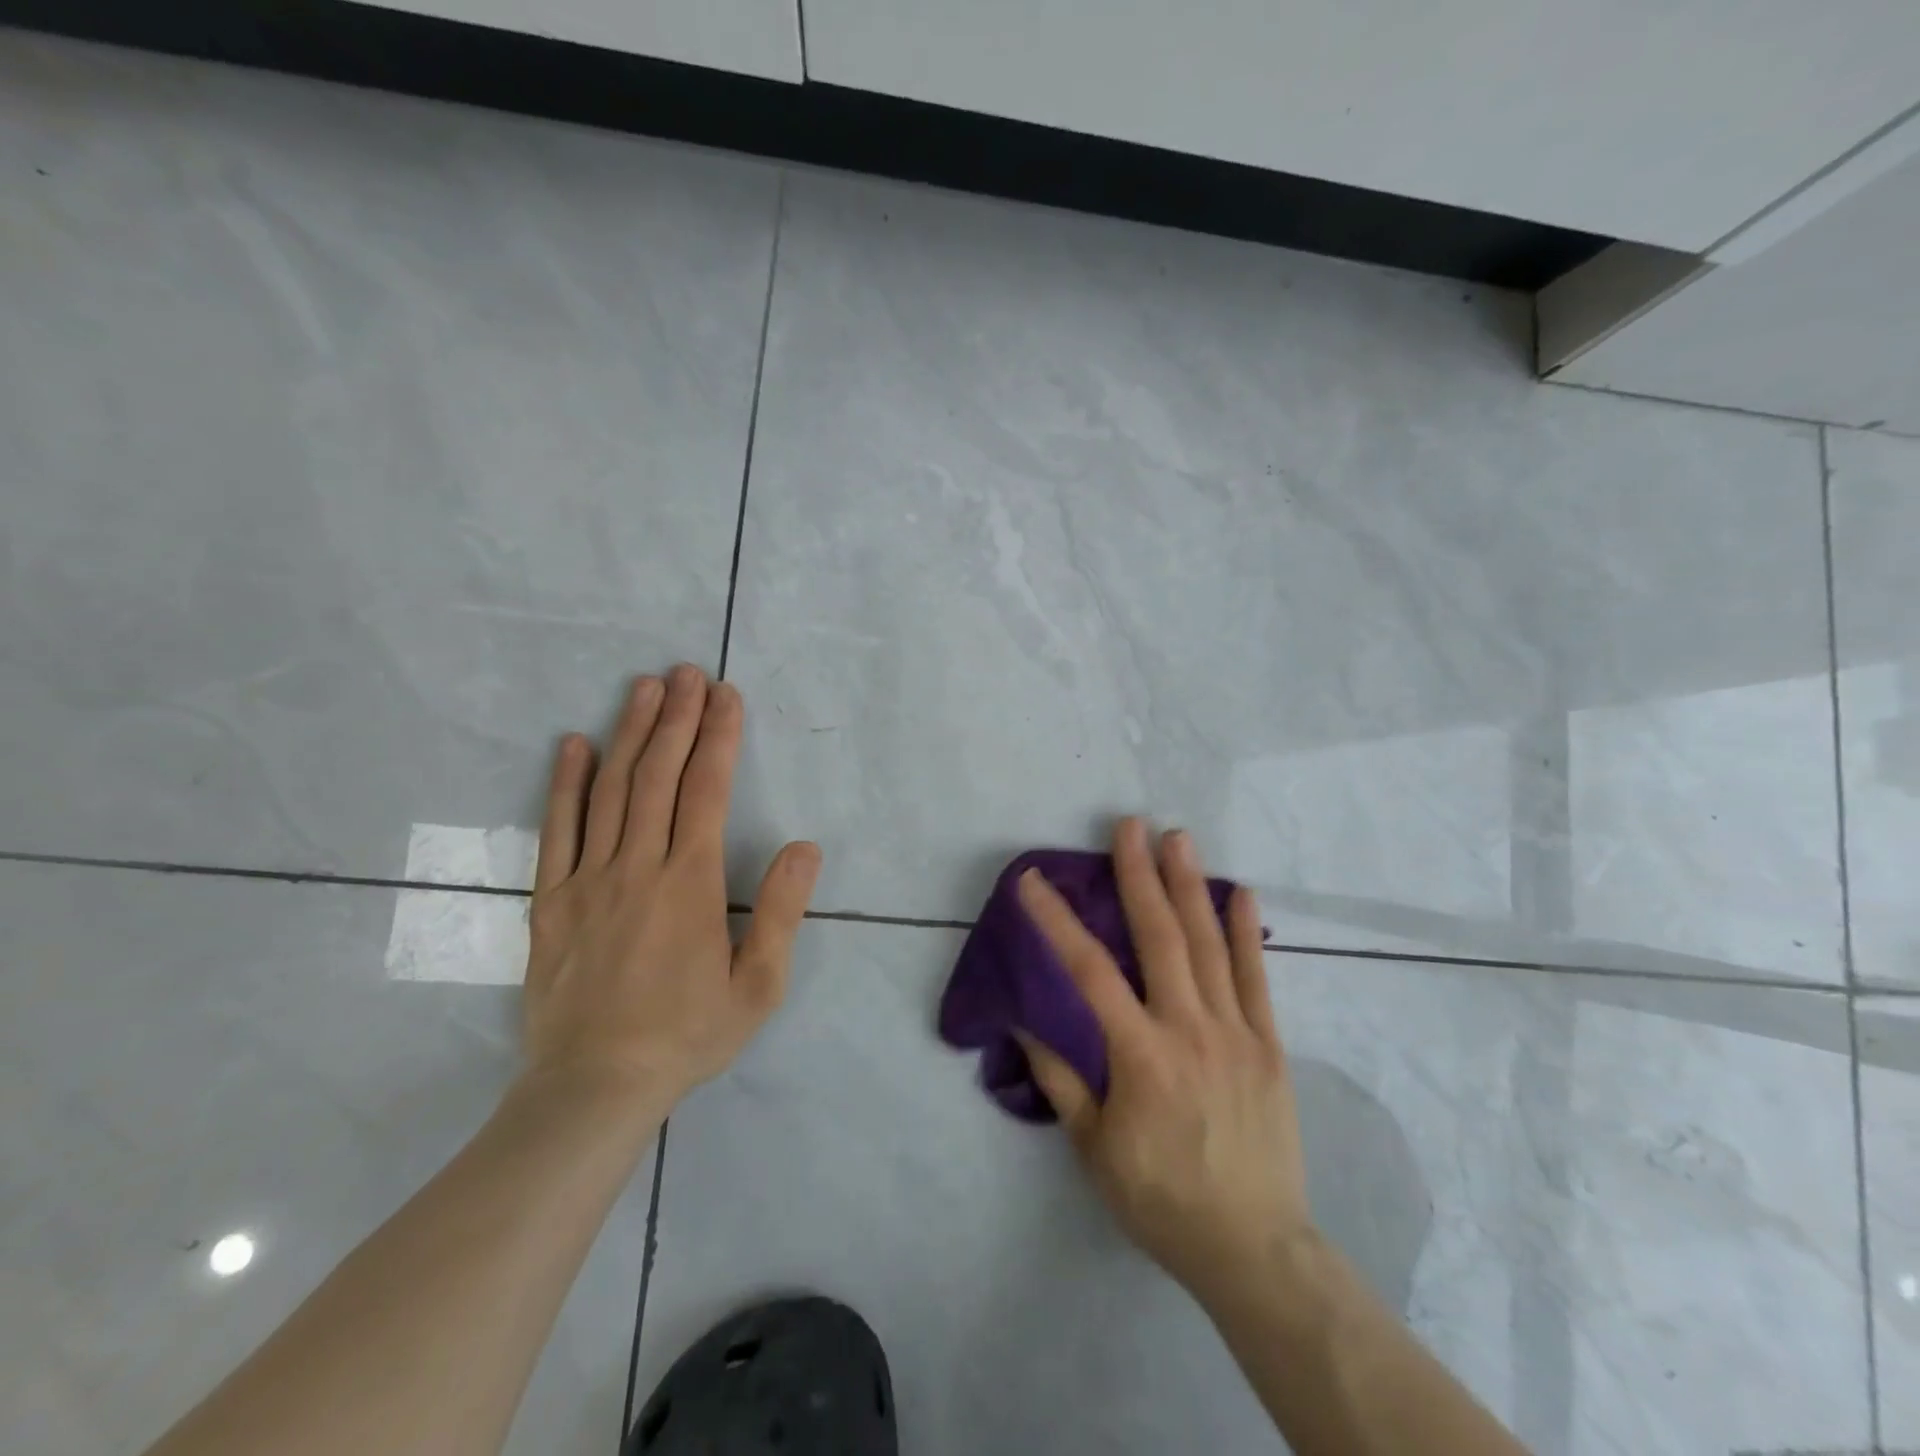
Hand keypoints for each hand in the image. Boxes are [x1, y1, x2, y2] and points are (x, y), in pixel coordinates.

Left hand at [520, 665, 821, 1111]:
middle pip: (658, 775)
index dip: (718, 737)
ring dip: (629, 733)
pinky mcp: (551, 900)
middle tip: (687, 672)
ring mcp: (588, 879)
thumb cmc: (687, 1035)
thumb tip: (804, 847)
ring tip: (643, 688)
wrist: (593, 1087)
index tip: (726, 696)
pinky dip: (566, 783)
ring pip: (610, 790)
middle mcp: (638, 865)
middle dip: (676, 718)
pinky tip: (573, 745)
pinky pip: (558, 829)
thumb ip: (780, 912)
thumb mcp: (757, 985)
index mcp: (690, 882)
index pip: (706, 790)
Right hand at [1016, 819, 1312, 1303]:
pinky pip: (1257, 977)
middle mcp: (1189, 1028)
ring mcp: (1236, 1031)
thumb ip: (1060, 1076)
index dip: (1056, 921)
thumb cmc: (1160, 1198)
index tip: (1033, 881)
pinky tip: (1241, 892)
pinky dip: (1246, 931)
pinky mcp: (1268, 1044)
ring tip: (1178, 837)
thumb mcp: (1093, 1147)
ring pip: (1209, 944)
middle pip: (1160, 936)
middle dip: (1139, 875)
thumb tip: (1024, 1017)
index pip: (1088, 971)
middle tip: (1129, 825)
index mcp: (1141, 1055)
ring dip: (1190, 886)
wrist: (1252, 1246)